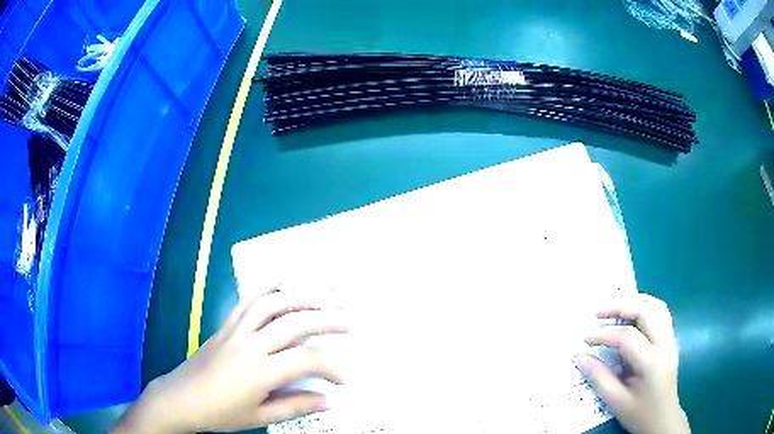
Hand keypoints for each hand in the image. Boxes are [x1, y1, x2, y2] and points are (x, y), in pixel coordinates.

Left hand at [112, 289, 348, 433]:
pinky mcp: (224, 327)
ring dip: (298, 299)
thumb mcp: (259, 416)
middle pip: (294, 324)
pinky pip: (245, 302)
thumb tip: (328, 400)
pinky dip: (264, 291)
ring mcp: (235, 331)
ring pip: (270, 305)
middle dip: (326, 321)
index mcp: (259, 372)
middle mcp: (249, 345)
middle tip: (347, 323)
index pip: (305, 360)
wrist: (181, 398)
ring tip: (319, 301)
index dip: (330, 367)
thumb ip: (295, 406)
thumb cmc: (220, 412)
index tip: (342, 379)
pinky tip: (277, 287)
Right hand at [576, 294, 689, 433]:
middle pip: (645, 311)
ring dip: (635, 300)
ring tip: (614, 306)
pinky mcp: (671, 339)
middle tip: (597, 312)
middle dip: (619, 307)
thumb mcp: (616, 401)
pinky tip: (632, 312)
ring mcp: (671, 339)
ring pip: (656, 306)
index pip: (628, 337)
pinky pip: (660, 313)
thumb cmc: (639, 414)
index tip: (585, 339)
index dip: (604, 334)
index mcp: (652, 362)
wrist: (663, 420)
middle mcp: (666, 344)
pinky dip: (645, 306)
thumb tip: (579, 356)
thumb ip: (599, 377)